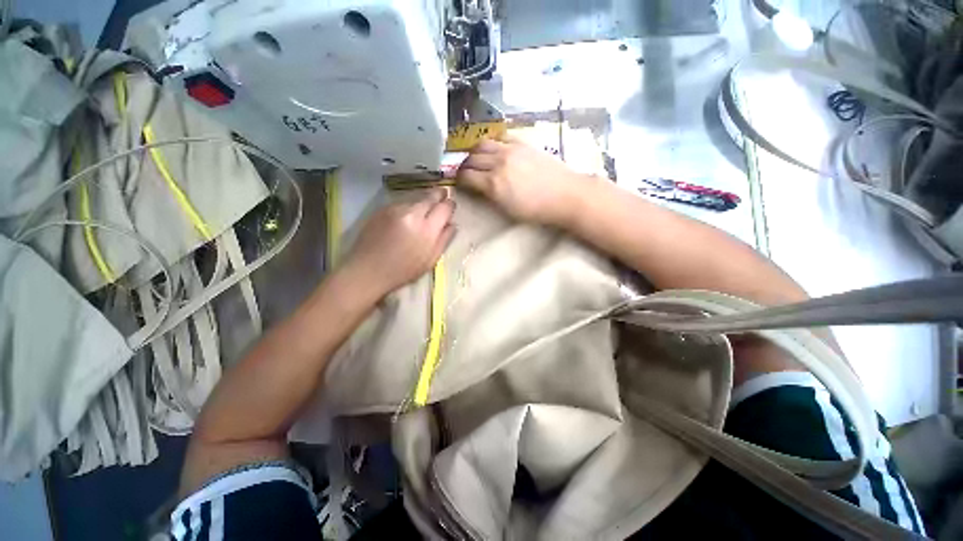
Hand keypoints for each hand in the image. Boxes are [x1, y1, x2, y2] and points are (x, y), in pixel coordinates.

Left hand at [342, 190, 455, 296]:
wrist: (367, 270)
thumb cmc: (403, 271)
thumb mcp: (430, 260)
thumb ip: (444, 239)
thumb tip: (452, 224)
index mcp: (427, 229)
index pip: (445, 207)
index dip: (450, 205)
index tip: (450, 207)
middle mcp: (412, 213)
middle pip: (431, 196)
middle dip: (438, 195)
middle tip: (441, 196)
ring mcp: (395, 209)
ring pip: (416, 199)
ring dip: (421, 203)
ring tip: (420, 214)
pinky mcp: (382, 208)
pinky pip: (401, 204)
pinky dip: (406, 208)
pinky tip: (403, 220)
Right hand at [453, 135, 591, 225]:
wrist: (565, 194)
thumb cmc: (537, 210)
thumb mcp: (508, 210)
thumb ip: (490, 197)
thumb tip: (478, 188)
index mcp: (494, 184)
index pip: (466, 176)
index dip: (459, 180)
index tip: (460, 183)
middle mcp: (498, 162)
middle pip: (471, 158)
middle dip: (464, 166)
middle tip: (466, 172)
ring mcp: (510, 149)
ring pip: (482, 144)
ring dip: (475, 152)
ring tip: (477, 159)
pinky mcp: (522, 143)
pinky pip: (500, 137)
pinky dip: (492, 143)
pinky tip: (495, 150)